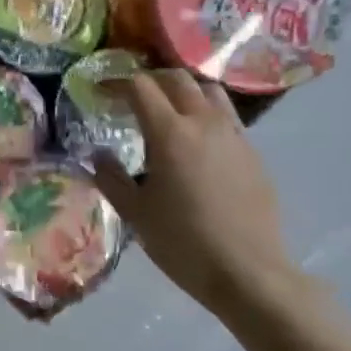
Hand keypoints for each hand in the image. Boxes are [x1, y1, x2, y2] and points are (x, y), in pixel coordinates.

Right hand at [91, 70, 302, 319]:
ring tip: (167, 108)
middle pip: (177, 79)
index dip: (116, 82)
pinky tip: (196, 141)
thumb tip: (98, 155)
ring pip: (209, 91)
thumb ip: (111, 178)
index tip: (100, 89)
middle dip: (150, 79)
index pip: (140, 87)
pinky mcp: (253, 152)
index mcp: (170, 134)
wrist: (247, 272)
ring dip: (183, 90)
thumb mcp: (135, 214)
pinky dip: (205, 114)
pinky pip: (226, 117)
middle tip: (131, 95)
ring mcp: (234, 135)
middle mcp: (204, 123)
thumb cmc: (182, 243)